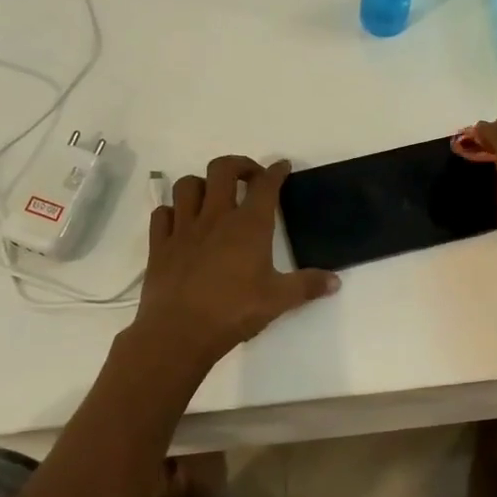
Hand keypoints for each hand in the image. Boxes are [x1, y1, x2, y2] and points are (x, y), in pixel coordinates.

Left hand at [132, 156, 338, 370]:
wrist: (179, 332)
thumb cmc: (234, 312)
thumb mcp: (279, 300)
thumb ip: (307, 286)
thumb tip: (335, 281)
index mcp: (249, 226)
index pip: (265, 185)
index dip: (276, 171)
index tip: (282, 167)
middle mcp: (216, 217)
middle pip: (222, 169)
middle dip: (238, 165)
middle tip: (249, 178)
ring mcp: (184, 229)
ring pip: (187, 185)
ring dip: (202, 183)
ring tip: (213, 196)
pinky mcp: (160, 245)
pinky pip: (162, 213)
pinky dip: (173, 211)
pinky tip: (181, 222)